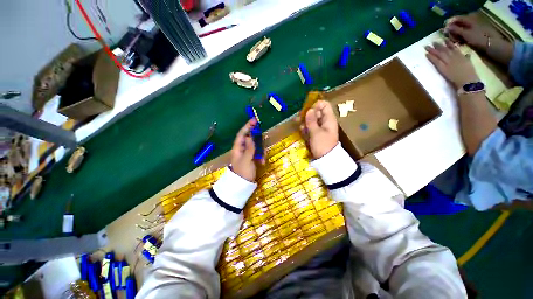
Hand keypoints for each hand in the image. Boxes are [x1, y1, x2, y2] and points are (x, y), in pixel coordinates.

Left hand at [230, 119, 258, 181]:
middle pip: (249, 138)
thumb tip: (250, 137)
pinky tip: (262, 162)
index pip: (242, 134)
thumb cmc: (243, 172)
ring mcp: (247, 153)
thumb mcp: (247, 160)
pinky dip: (260, 156)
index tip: (254, 120)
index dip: (247, 126)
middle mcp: (242, 149)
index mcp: (237, 148)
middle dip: (257, 139)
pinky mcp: (251, 158)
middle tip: (263, 137)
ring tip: (262, 159)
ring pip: (255, 146)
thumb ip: (249, 148)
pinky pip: (257, 153)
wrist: (243, 184)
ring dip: (260, 150)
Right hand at [300, 100, 337, 158]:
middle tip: (299, 118)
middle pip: (316, 112)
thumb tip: (309, 109)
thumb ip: (311, 121)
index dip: (316, 105)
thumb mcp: (316, 132)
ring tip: (300, 126)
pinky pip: (310, 127)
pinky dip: (306, 128)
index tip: (307, 110)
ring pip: (312, 120)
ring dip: (305, 122)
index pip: (324, 105)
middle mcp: (325, 122)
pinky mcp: (316, 134)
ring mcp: (321, 128)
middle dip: (307, 114)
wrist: (326, 160)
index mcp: (329, 119)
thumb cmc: (322, 145)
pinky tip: (302, 131)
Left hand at [425, 39, 479, 88]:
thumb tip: (467, 55)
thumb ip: (467, 59)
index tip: (445, 39)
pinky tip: (426, 54)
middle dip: (439, 45)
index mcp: (461, 56)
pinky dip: (431, 57)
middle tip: (433, 41)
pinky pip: (436, 61)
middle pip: (445, 50)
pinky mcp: (443, 68)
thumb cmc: (471, 74)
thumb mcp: (470, 64)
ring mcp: (448, 62)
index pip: (454, 48)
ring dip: (433, 50)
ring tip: (427, 46)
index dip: (449, 43)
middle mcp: (454, 57)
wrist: (468, 81)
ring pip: (440, 54)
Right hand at [443, 15, 490, 49]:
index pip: (455, 19)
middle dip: (452, 31)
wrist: (491, 44)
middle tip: (449, 37)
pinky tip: (459, 43)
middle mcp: (470, 22)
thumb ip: (455, 30)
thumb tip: (446, 28)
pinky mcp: (474, 34)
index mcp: (468, 19)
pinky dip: (460, 38)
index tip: (444, 30)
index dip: (449, 24)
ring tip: (454, 41)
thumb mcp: (465, 34)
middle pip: (458, 24)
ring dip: (456, 35)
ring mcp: (472, 28)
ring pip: (460, 30)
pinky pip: (464, 35)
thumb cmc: (478, 38)